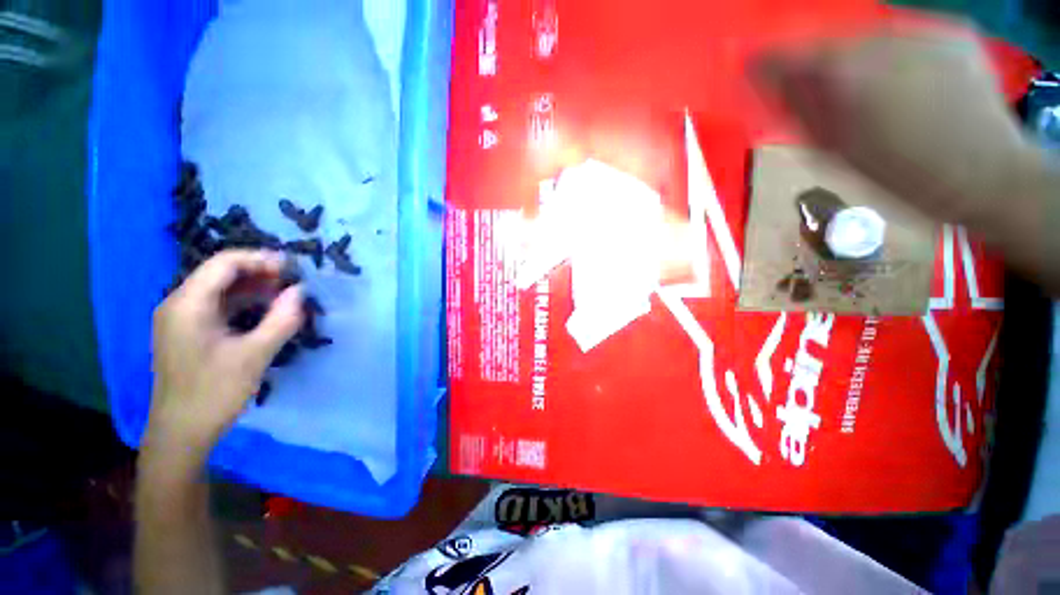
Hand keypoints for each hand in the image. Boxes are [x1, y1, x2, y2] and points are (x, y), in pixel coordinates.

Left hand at [147, 250, 303, 458]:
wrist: (181, 432)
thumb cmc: (214, 393)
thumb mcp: (254, 356)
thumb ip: (280, 320)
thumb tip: (301, 292)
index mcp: (187, 304)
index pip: (224, 263)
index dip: (260, 259)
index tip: (293, 268)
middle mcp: (179, 304)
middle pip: (221, 273)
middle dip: (259, 273)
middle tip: (294, 282)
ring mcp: (181, 318)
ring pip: (221, 289)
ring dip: (254, 288)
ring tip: (286, 295)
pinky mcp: (188, 332)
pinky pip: (218, 306)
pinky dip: (244, 303)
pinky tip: (266, 312)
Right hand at [753, 25, 1030, 228]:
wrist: (990, 175)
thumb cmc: (906, 177)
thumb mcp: (837, 155)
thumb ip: (801, 117)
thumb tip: (773, 92)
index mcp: (848, 75)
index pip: (791, 55)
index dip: (768, 61)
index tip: (751, 66)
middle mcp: (882, 40)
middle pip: (832, 44)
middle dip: (818, 65)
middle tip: (813, 88)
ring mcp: (923, 31)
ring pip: (869, 39)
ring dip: (858, 62)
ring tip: (868, 93)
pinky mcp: (953, 32)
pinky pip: (906, 39)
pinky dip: (895, 57)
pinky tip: (906, 84)